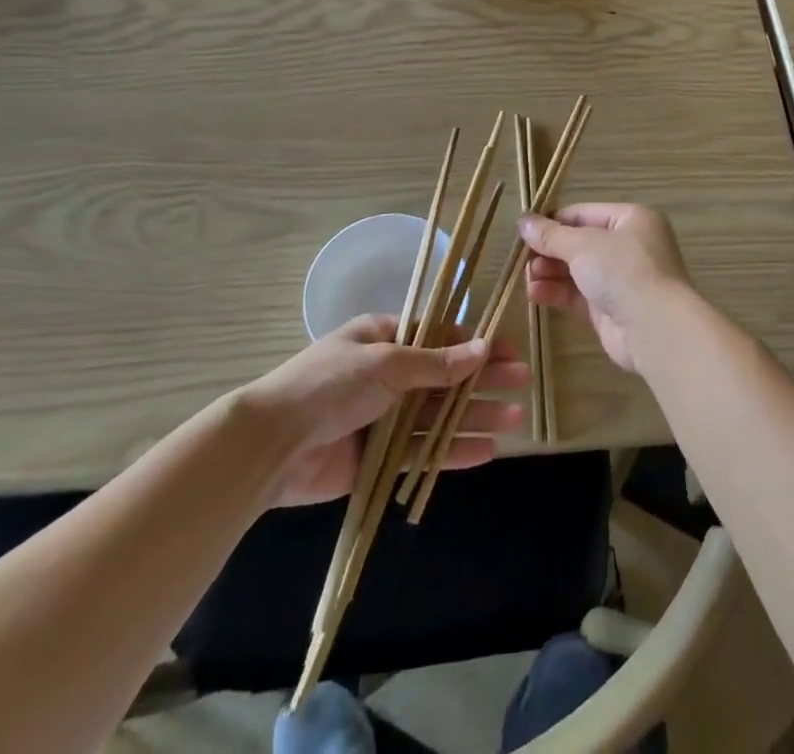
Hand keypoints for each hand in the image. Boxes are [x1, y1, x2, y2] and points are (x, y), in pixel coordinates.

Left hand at [240, 316, 528, 505]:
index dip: (475, 343)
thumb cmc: (329, 385)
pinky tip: (486, 452)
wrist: (271, 446)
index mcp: (383, 338)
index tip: (509, 351)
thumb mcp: (386, 362)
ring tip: (515, 420)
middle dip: (483, 380)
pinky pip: (422, 450)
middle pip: (445, 376)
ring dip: (475, 416)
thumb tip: (483, 349)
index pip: (440, 336)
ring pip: (438, 415)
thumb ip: (437, 363)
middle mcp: (387, 374)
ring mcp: (383, 417)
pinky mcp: (378, 457)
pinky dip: (452, 451)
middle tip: (522, 384)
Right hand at [519, 204, 692, 373]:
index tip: (524, 231)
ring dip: (550, 272)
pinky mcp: (611, 308)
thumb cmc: (623, 271)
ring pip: (577, 270)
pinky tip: (534, 294)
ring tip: (526, 278)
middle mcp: (628, 245)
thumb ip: (551, 235)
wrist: (654, 328)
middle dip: (549, 251)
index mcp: (631, 219)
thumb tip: (523, 221)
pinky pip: (578, 295)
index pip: (584, 213)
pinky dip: (557, 292)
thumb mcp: (583, 245)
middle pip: (579, 242)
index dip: (553, 221)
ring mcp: (621, 278)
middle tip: (521, 259)